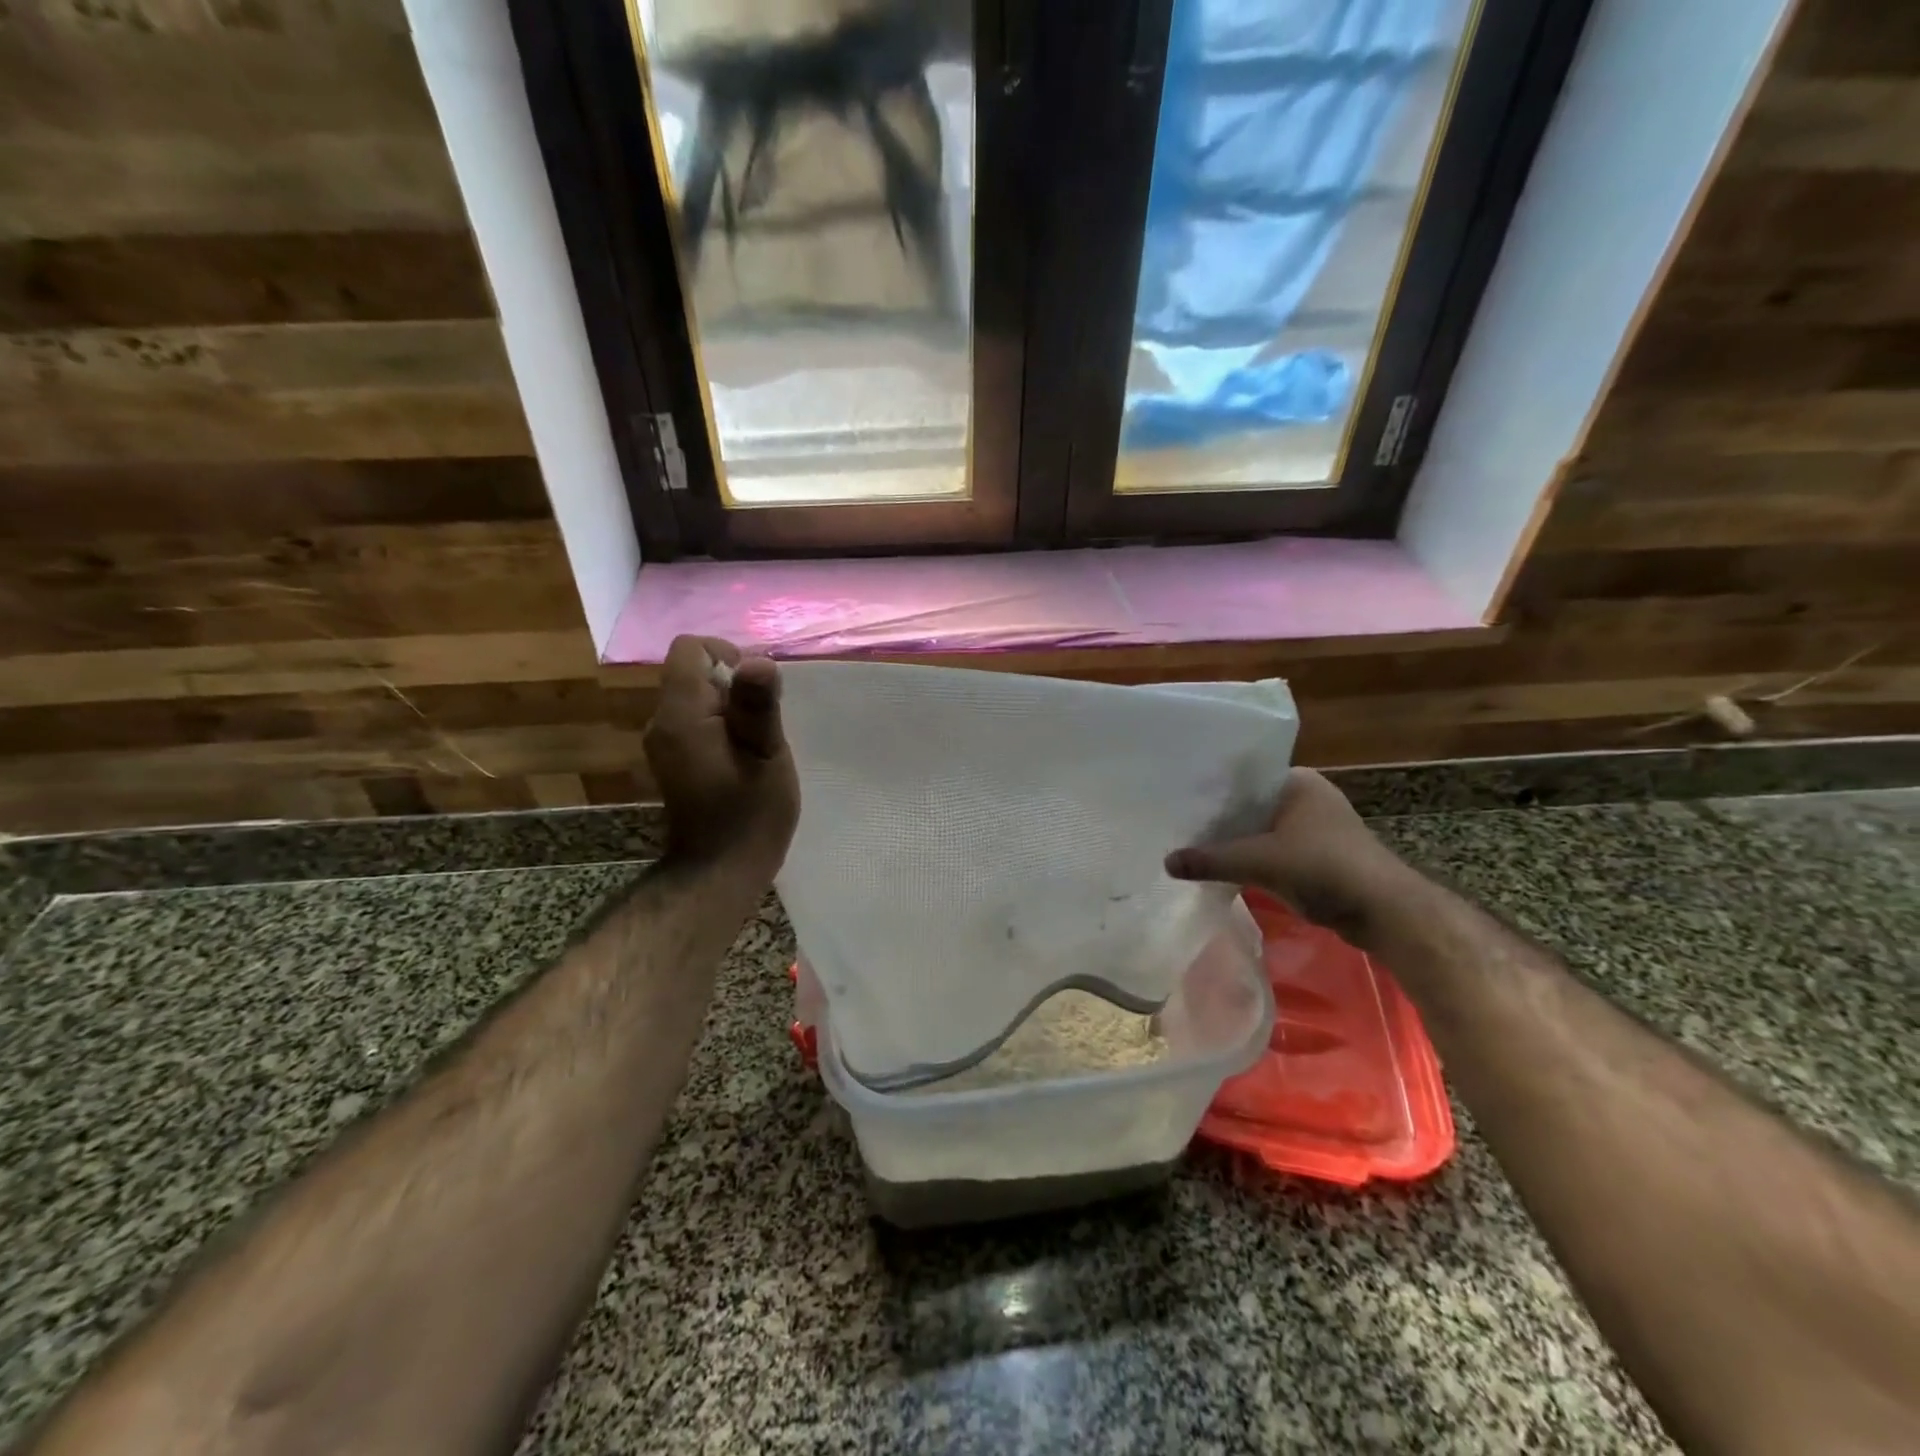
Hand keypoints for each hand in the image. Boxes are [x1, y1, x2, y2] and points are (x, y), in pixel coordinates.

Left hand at [643, 636, 800, 878]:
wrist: (719, 872)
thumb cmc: (750, 815)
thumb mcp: (766, 756)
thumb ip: (759, 706)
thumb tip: (759, 659)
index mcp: (681, 715)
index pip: (690, 648)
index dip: (727, 654)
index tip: (756, 691)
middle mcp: (662, 722)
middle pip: (693, 671)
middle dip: (733, 684)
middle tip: (764, 723)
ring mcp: (664, 742)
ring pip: (696, 696)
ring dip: (730, 707)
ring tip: (757, 742)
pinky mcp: (673, 758)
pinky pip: (695, 719)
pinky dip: (721, 725)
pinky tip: (743, 756)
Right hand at [1165, 769, 1405, 944]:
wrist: (1385, 911)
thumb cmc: (1324, 867)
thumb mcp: (1260, 861)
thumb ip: (1212, 860)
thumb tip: (1165, 862)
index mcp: (1298, 781)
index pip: (1242, 777)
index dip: (1210, 790)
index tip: (1178, 800)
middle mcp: (1307, 797)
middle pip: (1249, 805)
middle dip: (1219, 819)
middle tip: (1178, 826)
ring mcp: (1315, 827)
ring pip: (1261, 830)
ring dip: (1236, 841)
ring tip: (1193, 847)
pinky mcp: (1318, 856)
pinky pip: (1273, 850)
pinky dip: (1252, 859)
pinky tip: (1224, 868)